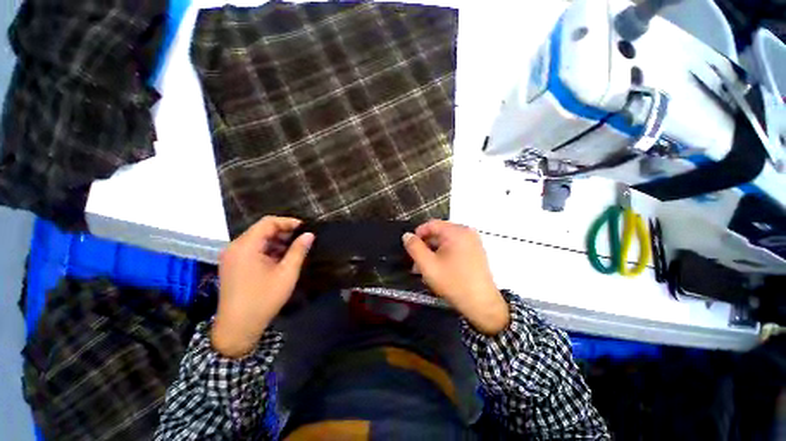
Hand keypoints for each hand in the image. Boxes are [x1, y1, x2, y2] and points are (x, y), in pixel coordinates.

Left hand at [212, 216, 314, 357]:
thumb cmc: (263, 299)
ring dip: (276, 241)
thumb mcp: (287, 273)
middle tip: (302, 239)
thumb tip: (309, 235)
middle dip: (283, 232)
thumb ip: (298, 250)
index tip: (305, 228)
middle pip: (261, 230)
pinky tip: (280, 259)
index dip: (288, 222)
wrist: (237, 327)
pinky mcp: (232, 265)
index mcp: (246, 246)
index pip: (268, 222)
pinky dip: (267, 250)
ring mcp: (231, 257)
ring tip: (294, 249)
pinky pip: (252, 250)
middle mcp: (235, 247)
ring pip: (257, 240)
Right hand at [402, 220, 509, 334]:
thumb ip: (414, 248)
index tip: (410, 247)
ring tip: (424, 268)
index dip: (418, 234)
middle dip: (425, 246)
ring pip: (446, 241)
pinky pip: (455, 247)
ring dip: (433, 252)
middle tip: (416, 261)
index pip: (431, 224)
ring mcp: (473, 242)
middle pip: (439, 233)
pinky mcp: (475, 252)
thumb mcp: (428, 265)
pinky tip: (438, 269)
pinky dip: (444, 255)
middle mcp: (467, 232)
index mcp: (456, 232)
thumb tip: (407, 235)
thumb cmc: (453, 283)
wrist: (482, 304)